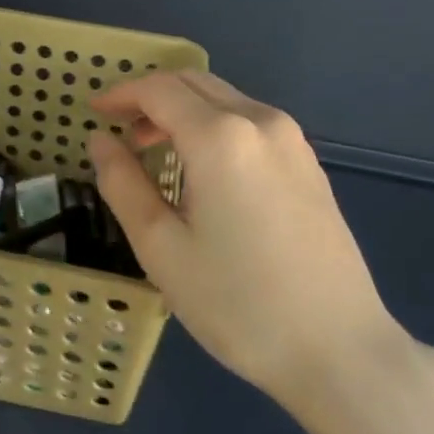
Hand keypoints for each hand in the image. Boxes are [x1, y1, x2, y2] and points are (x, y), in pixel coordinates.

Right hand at [86, 71, 410, 411]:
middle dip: (151, 98)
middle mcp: (260, 122)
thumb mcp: (161, 247)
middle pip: (194, 83)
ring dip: (184, 111)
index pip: (159, 90)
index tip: (94, 112)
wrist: (340, 350)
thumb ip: (123, 183)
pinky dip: (215, 126)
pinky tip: (204, 170)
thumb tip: (100, 140)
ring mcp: (292, 141)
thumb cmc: (238, 302)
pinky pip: (250, 122)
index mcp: (220, 137)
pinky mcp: (309, 164)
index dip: (121, 94)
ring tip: (156, 152)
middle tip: (121, 133)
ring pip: (225, 99)